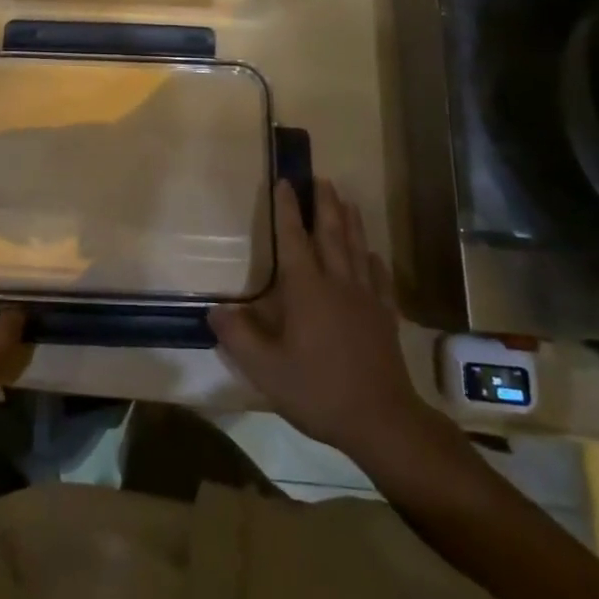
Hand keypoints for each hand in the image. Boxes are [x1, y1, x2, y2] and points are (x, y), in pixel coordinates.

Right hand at [209, 180, 438, 463]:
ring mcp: (365, 298)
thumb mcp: (267, 369)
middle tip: (320, 178)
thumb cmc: (318, 390)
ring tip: (346, 200)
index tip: (285, 181)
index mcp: (306, 289)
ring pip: (357, 248)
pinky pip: (379, 279)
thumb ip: (238, 337)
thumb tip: (214, 310)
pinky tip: (373, 255)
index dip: (287, 208)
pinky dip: (374, 261)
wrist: (382, 421)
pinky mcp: (384, 316)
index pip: (293, 238)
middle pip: (331, 233)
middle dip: (324, 203)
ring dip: (350, 221)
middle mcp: (337, 282)